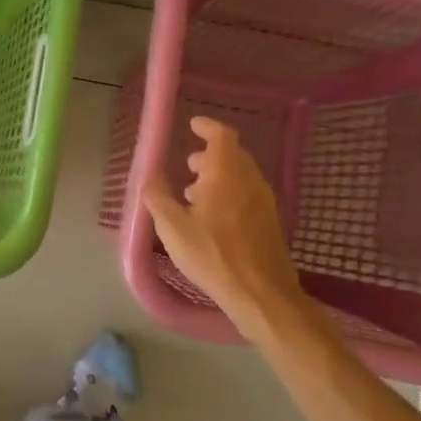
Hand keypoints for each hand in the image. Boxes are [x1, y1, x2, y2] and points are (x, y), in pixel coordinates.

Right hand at [141, 117, 303, 325]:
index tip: (193, 126)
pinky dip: (229, 193)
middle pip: (233, 155)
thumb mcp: (172, 227)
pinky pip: (248, 194)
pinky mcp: (270, 222)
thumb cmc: (213, 255)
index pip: (222, 136)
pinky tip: (212, 217)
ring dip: (219, 176)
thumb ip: (158, 197)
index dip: (208, 127)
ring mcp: (264, 202)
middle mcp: (250, 181)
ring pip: (241, 176)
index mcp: (226, 174)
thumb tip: (150, 176)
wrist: (262, 294)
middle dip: (210, 155)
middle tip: (188, 165)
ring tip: (194, 193)